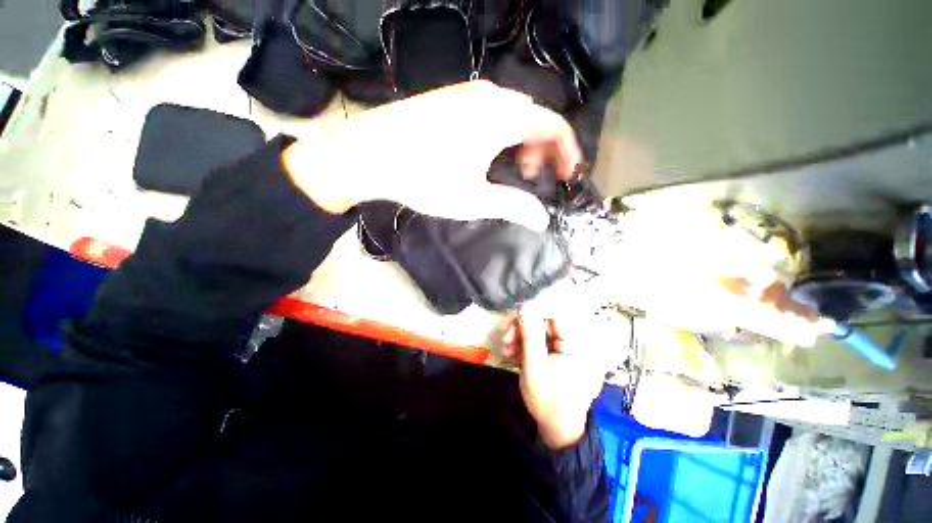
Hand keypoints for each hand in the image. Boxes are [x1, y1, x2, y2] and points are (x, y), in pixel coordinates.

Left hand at [283, 81, 581, 230]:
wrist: (368, 154)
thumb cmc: (424, 178)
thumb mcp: (474, 199)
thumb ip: (513, 206)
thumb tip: (542, 220)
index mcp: (503, 117)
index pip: (554, 126)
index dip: (568, 153)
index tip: (568, 177)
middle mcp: (490, 96)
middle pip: (535, 120)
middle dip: (542, 151)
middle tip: (531, 180)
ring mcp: (467, 93)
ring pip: (512, 116)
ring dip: (520, 144)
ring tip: (509, 170)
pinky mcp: (450, 98)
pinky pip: (490, 113)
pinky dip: (499, 135)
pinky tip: (484, 154)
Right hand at [503, 314, 607, 448]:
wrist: (558, 430)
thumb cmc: (548, 402)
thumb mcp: (535, 368)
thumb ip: (529, 336)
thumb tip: (524, 307)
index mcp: (578, 345)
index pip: (555, 314)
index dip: (533, 314)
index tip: (514, 324)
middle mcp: (576, 342)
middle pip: (545, 322)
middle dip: (523, 330)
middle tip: (506, 343)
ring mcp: (569, 349)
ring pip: (541, 331)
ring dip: (521, 338)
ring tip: (507, 352)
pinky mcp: (560, 355)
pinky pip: (542, 341)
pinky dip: (527, 346)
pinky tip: (514, 356)